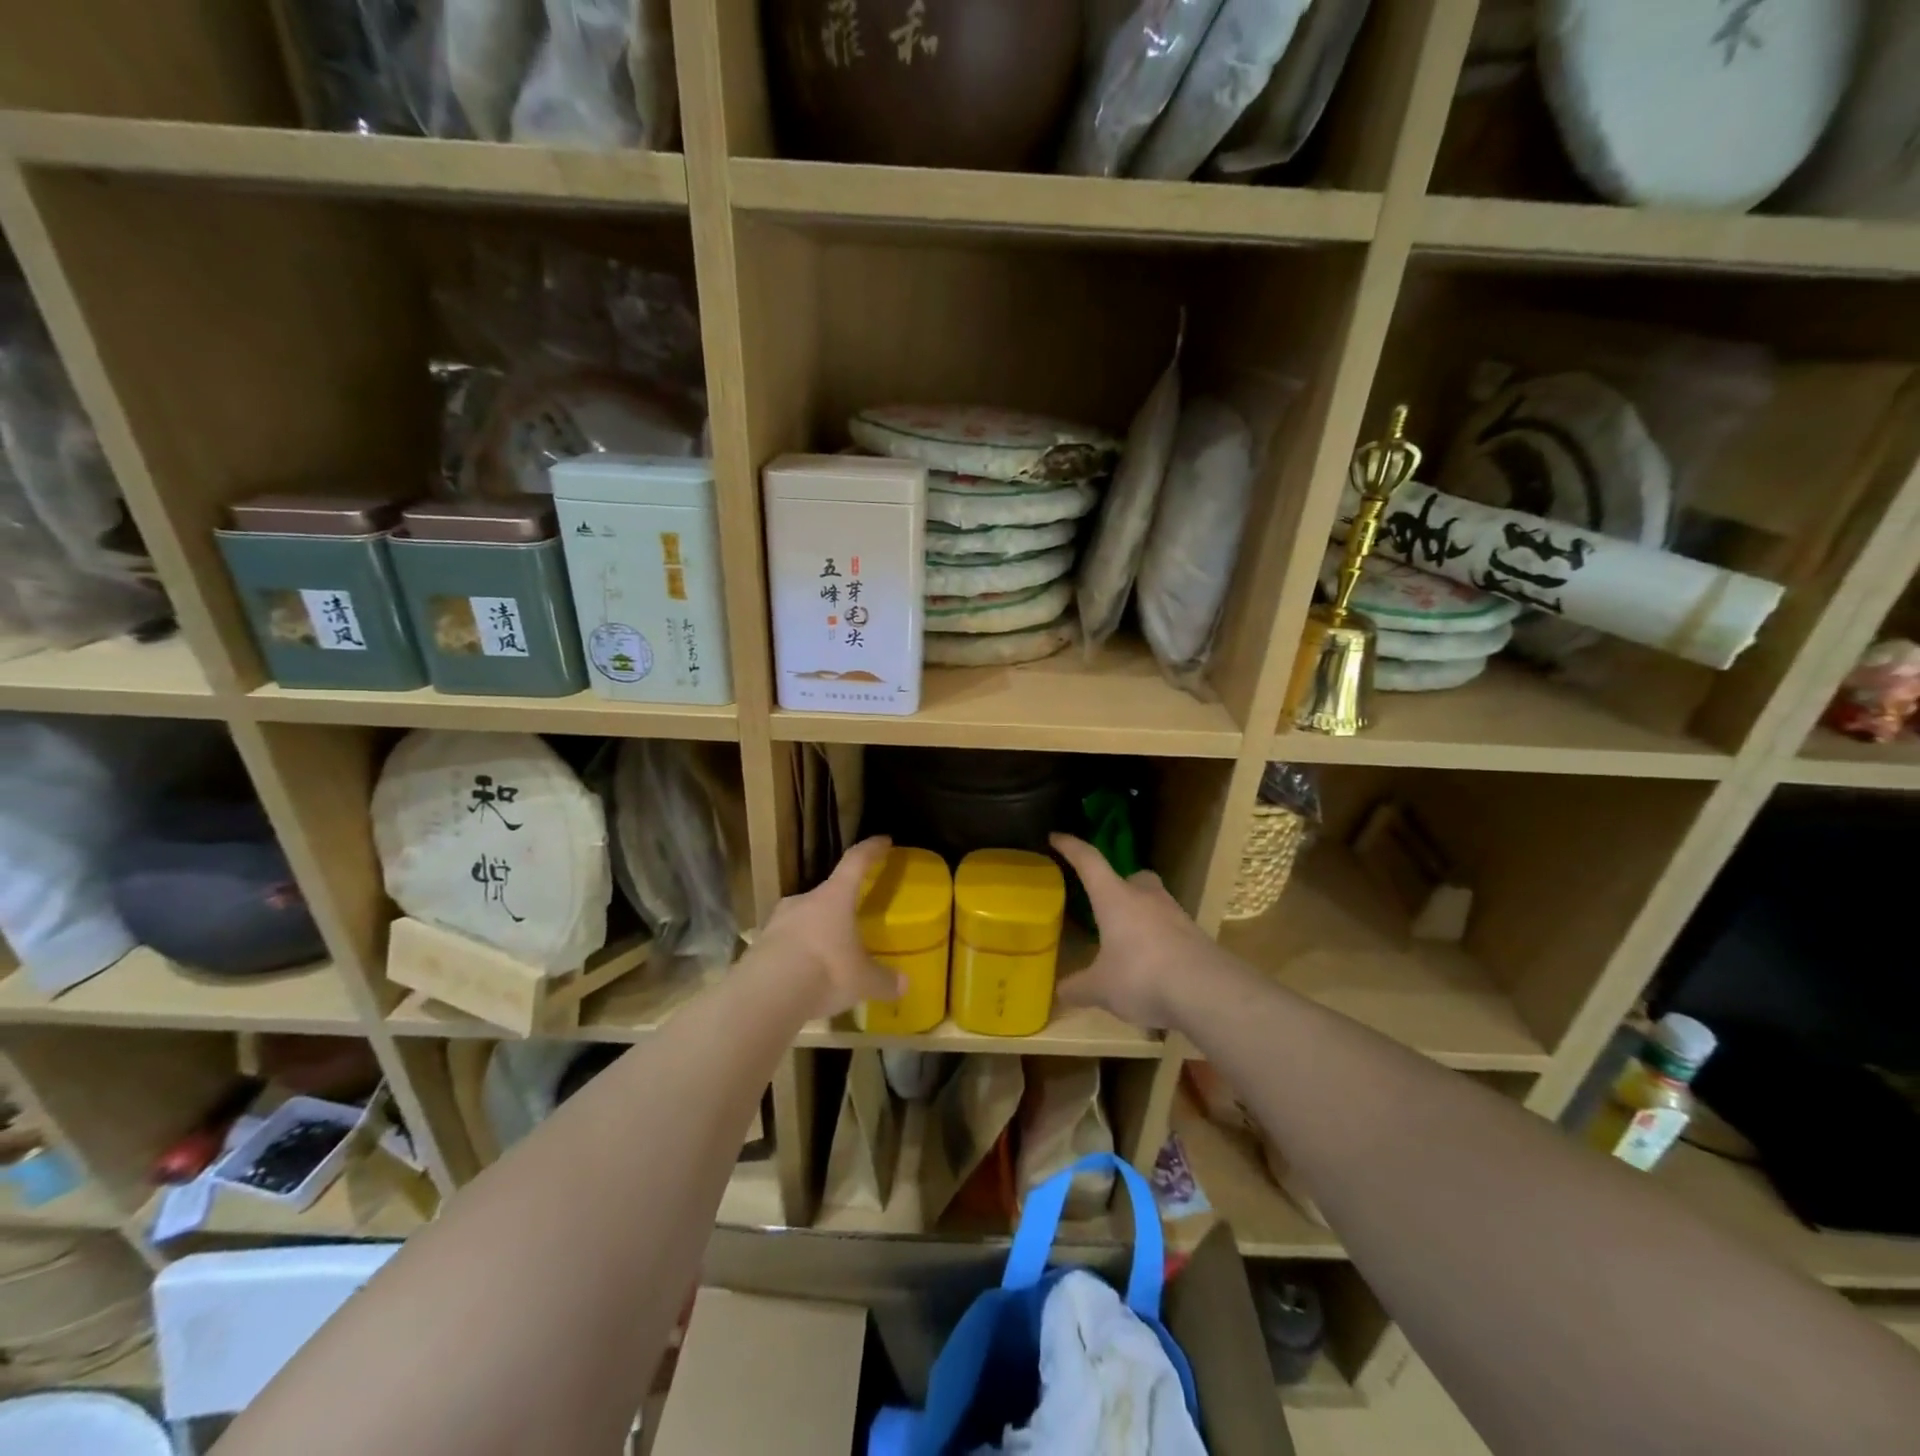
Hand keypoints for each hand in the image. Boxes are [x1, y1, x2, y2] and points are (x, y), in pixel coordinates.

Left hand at [754, 836, 904, 1021]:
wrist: (764, 996)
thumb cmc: (824, 972)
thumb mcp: (862, 980)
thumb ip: (884, 980)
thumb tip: (904, 984)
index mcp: (834, 897)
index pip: (855, 861)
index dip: (871, 850)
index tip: (884, 841)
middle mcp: (804, 901)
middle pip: (826, 893)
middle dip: (840, 904)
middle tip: (853, 918)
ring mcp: (776, 922)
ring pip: (803, 918)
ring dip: (816, 931)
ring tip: (828, 952)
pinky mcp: (758, 947)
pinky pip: (785, 944)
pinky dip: (797, 954)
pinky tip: (804, 975)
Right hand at [1051, 833, 1214, 1029]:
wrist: (1208, 991)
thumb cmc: (1142, 977)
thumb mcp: (1101, 988)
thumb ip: (1078, 988)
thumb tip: (1060, 991)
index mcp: (1115, 898)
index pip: (1089, 861)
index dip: (1071, 847)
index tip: (1056, 837)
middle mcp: (1146, 897)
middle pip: (1131, 877)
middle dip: (1118, 886)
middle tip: (1107, 904)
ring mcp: (1176, 915)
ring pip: (1154, 903)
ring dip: (1141, 916)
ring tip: (1128, 944)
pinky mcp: (1196, 937)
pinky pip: (1171, 930)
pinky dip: (1160, 942)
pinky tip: (1154, 968)